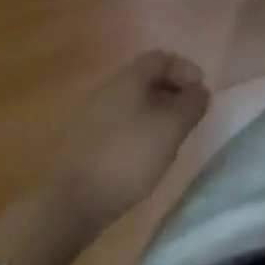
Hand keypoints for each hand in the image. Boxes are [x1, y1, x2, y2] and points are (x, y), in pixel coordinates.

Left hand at [49, 50, 210, 233]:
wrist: (64, 206)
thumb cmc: (126, 158)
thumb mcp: (171, 128)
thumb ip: (192, 104)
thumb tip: (199, 91)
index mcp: (130, 76)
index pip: (163, 58)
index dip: (185, 70)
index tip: (200, 93)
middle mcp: (108, 86)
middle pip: (145, 79)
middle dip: (170, 94)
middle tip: (186, 117)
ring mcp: (89, 115)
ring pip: (130, 103)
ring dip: (152, 115)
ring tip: (165, 141)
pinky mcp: (78, 144)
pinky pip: (115, 125)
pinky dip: (133, 133)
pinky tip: (138, 158)